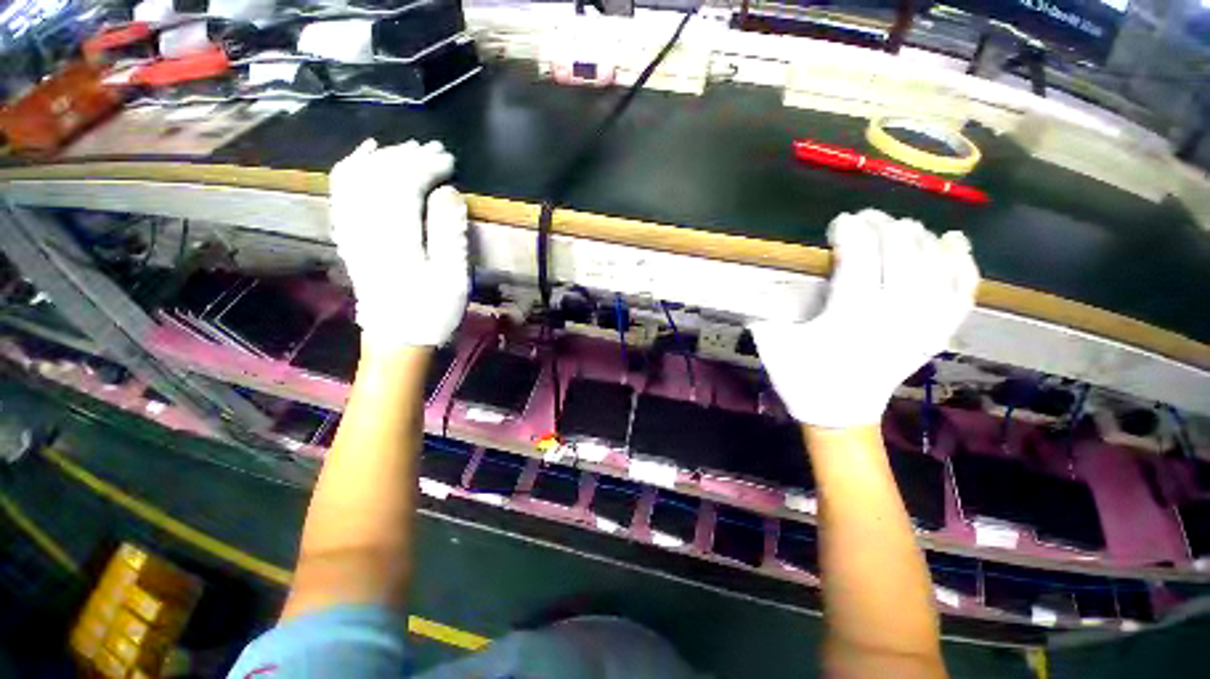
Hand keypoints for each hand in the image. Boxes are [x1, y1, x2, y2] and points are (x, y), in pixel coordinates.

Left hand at [329, 138, 468, 347]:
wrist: (396, 337)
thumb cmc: (431, 311)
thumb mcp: (452, 279)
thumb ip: (450, 234)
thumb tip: (448, 191)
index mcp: (395, 237)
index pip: (403, 183)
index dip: (426, 165)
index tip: (450, 160)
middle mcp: (365, 226)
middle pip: (379, 175)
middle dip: (408, 156)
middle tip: (436, 150)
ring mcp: (351, 230)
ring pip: (357, 177)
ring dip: (384, 158)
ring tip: (408, 148)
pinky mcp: (348, 235)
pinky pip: (342, 191)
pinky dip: (353, 167)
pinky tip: (367, 155)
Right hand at [750, 209, 978, 427]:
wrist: (839, 415)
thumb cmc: (802, 379)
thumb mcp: (771, 344)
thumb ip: (761, 310)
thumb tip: (755, 282)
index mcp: (848, 317)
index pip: (859, 259)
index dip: (851, 233)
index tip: (839, 223)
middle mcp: (892, 318)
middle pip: (903, 256)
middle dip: (886, 228)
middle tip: (868, 217)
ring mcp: (920, 328)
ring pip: (936, 270)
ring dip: (922, 240)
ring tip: (906, 226)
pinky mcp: (934, 337)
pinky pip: (960, 296)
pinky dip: (963, 267)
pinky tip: (954, 245)